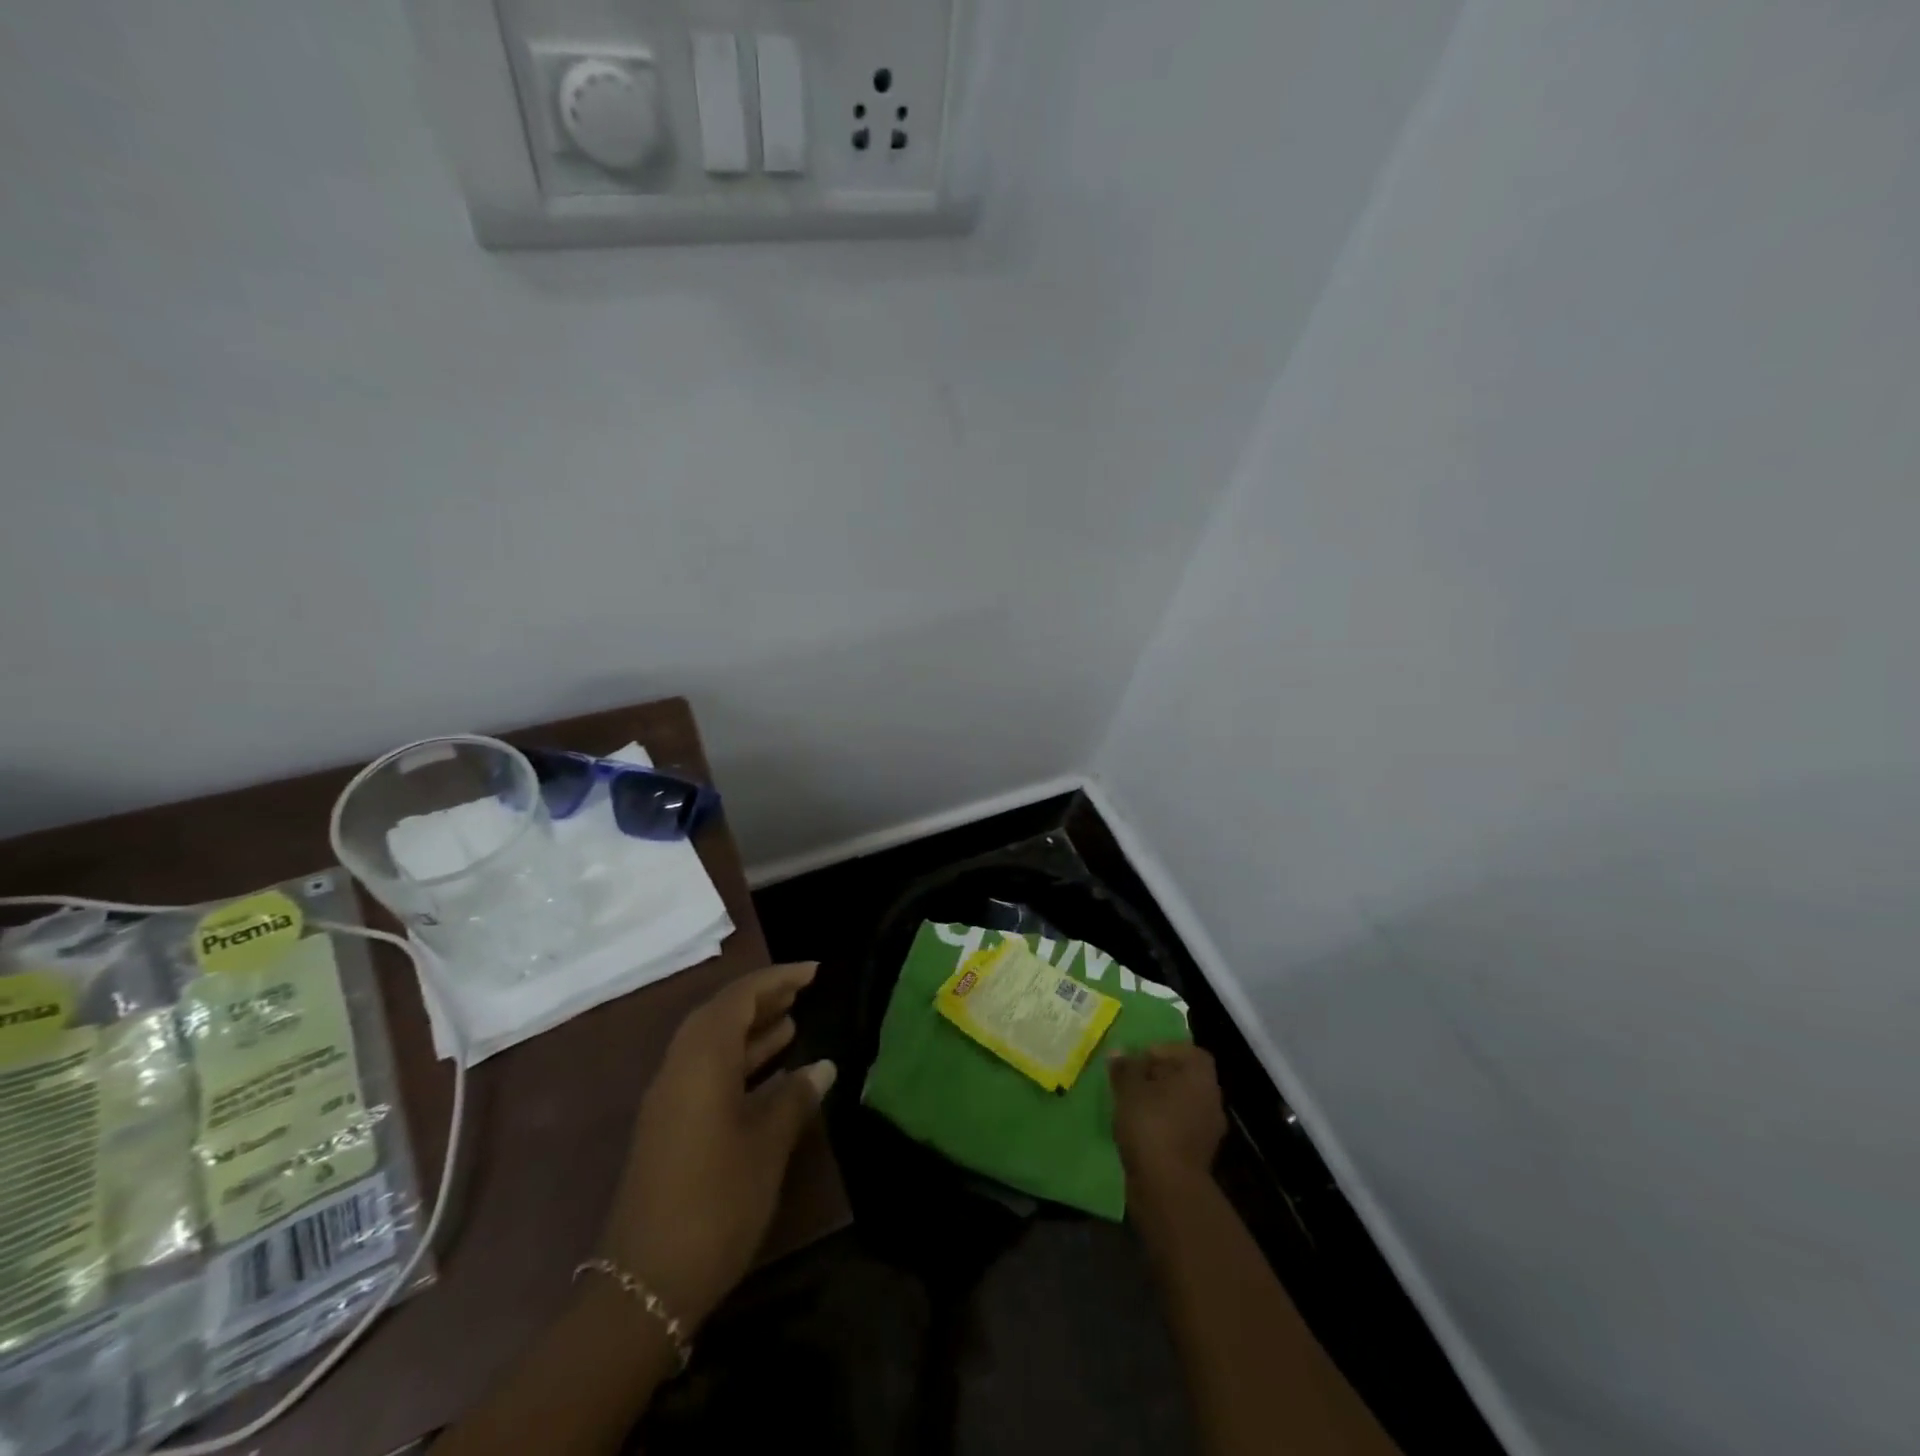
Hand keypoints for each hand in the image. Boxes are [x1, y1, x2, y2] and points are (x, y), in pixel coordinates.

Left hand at [596, 963, 835, 1329]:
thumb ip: (795, 1098)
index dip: (777, 979)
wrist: (644, 1285)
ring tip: (792, 1021)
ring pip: (713, 1045)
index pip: (739, 998)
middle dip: (762, 999)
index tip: (814, 972)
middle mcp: (679, 1069)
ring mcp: (670, 1100)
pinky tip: (772, 1075)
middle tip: (803, 992)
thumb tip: (823, 1066)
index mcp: (700, 1061)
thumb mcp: (767, 1146)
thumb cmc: (716, 1203)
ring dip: (751, 1030)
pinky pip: (707, 1073)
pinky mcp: (669, 1128)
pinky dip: (739, 1062)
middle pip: (721, 1015)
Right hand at [1109, 1043, 1227, 1191]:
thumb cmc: (1151, 1126)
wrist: (1168, 1188)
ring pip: (1183, 1105)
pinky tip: (1139, 1131)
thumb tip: (1119, 1052)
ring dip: (1160, 1103)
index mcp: (1200, 1078)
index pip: (1190, 1053)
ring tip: (1131, 1105)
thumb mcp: (1129, 1089)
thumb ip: (1125, 1068)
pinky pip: (1180, 1129)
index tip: (1140, 1058)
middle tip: (1131, 1080)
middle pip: (1186, 1078)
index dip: (1165, 1051)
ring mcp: (1208, 1131)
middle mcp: (1211, 1100)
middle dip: (1159, 1077)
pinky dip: (1163, 1126)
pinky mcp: (1199, 1156)